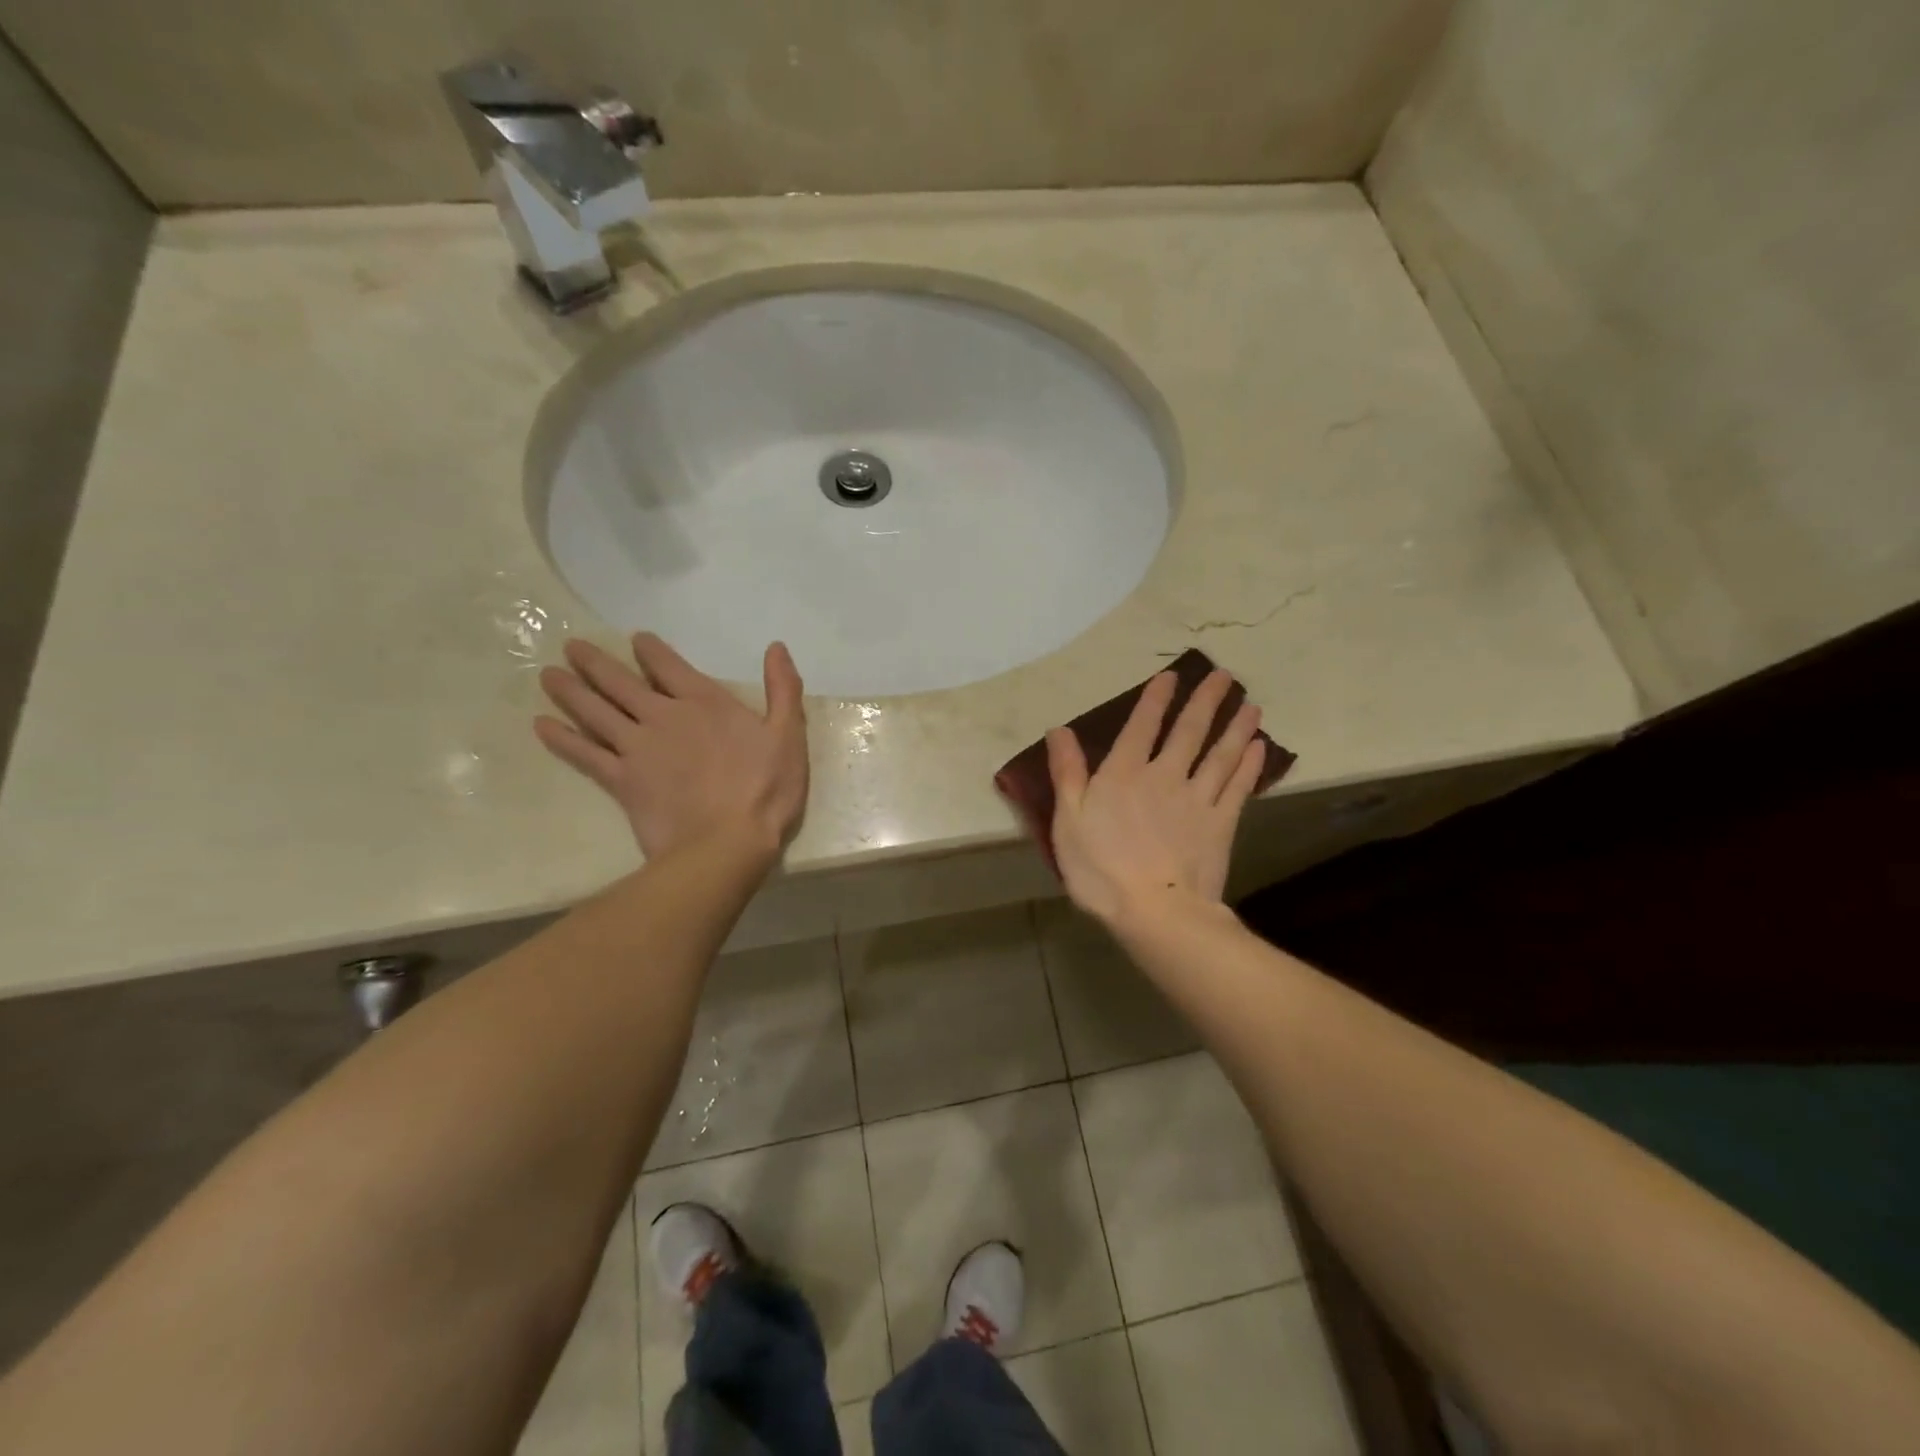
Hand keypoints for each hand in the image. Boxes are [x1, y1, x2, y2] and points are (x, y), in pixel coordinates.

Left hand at [535, 633, 807, 861]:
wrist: (727, 843)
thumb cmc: (766, 789)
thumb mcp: (789, 735)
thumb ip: (783, 689)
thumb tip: (776, 647)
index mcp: (705, 702)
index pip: (668, 665)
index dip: (649, 649)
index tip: (635, 640)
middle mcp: (664, 716)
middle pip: (621, 682)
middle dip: (596, 662)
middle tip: (571, 647)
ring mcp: (637, 748)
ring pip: (595, 711)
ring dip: (570, 691)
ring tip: (548, 675)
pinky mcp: (621, 780)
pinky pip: (584, 754)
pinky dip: (562, 739)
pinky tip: (541, 726)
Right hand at [1045, 669, 1266, 925]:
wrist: (1155, 911)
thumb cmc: (1100, 868)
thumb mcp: (1067, 820)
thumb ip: (1066, 772)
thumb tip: (1060, 730)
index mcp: (1124, 774)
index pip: (1141, 726)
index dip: (1156, 699)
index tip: (1172, 676)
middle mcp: (1164, 776)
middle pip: (1189, 731)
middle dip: (1206, 701)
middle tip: (1224, 676)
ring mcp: (1197, 799)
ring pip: (1220, 754)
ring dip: (1235, 727)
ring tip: (1250, 704)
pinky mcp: (1220, 824)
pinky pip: (1237, 786)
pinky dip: (1249, 765)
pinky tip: (1258, 748)